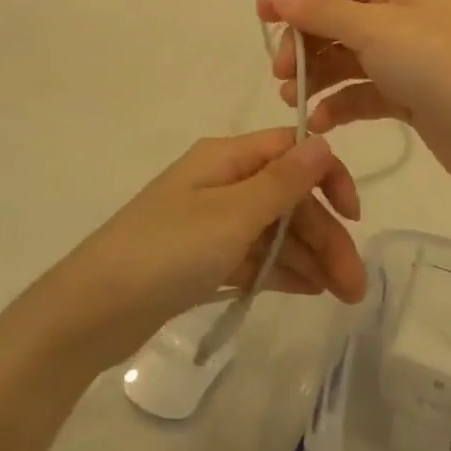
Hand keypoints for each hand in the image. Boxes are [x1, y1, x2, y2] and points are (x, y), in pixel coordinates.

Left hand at [37, 129, 365, 368]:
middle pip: (287, 197)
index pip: (290, 151)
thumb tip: (323, 141)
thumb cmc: (167, 250)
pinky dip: (282, 269)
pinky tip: (311, 291)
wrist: (95, 309)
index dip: (327, 177)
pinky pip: (254, 256)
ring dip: (311, 256)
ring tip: (343, 296)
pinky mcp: (203, 259)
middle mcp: (221, 183)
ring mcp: (211, 223)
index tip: (354, 216)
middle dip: (325, 233)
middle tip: (355, 285)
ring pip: (274, 230)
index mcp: (225, 158)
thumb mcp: (232, 214)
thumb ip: (281, 182)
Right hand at [259, 0, 450, 187]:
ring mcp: (408, 56)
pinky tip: (319, 121)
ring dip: (318, 76)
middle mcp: (405, 14)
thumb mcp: (372, 28)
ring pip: (349, 58)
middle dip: (306, 44)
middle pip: (339, 20)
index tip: (262, 17)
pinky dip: (340, 103)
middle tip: (281, 71)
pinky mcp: (410, 95)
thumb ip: (320, 12)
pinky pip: (364, 92)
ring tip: (290, 98)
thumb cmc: (433, 62)